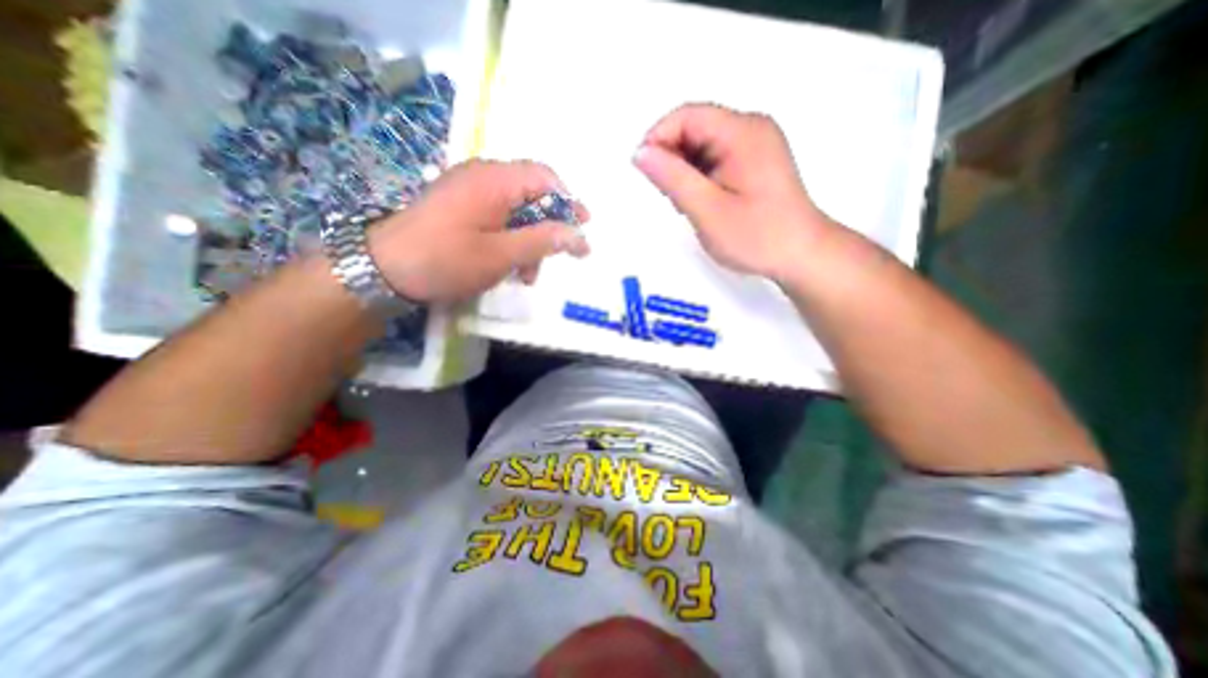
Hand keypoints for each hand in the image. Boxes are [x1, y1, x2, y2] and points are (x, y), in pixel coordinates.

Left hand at [371, 159, 594, 302]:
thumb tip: (578, 235)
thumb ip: (543, 241)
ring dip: (528, 239)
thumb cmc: (446, 260)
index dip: (568, 201)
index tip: (583, 226)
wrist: (382, 269)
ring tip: (527, 274)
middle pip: (531, 194)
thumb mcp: (501, 255)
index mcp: (494, 180)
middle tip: (555, 257)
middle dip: (548, 227)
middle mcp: (482, 177)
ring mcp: (468, 191)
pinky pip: (497, 216)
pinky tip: (508, 265)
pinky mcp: (460, 206)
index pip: (545, 177)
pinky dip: (510, 239)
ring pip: (515, 210)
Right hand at [636, 103, 836, 285]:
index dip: (658, 139)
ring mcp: (755, 144)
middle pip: (695, 128)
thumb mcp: (708, 211)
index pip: (687, 116)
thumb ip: (673, 179)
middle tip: (671, 198)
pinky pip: (715, 157)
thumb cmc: (757, 237)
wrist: (801, 255)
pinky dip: (700, 176)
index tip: (645, 174)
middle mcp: (751, 128)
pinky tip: (703, 202)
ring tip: (689, 205)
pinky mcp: (755, 161)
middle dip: (672, 159)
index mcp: (742, 133)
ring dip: (685, 171)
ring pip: (703, 145)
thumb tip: (641, 153)